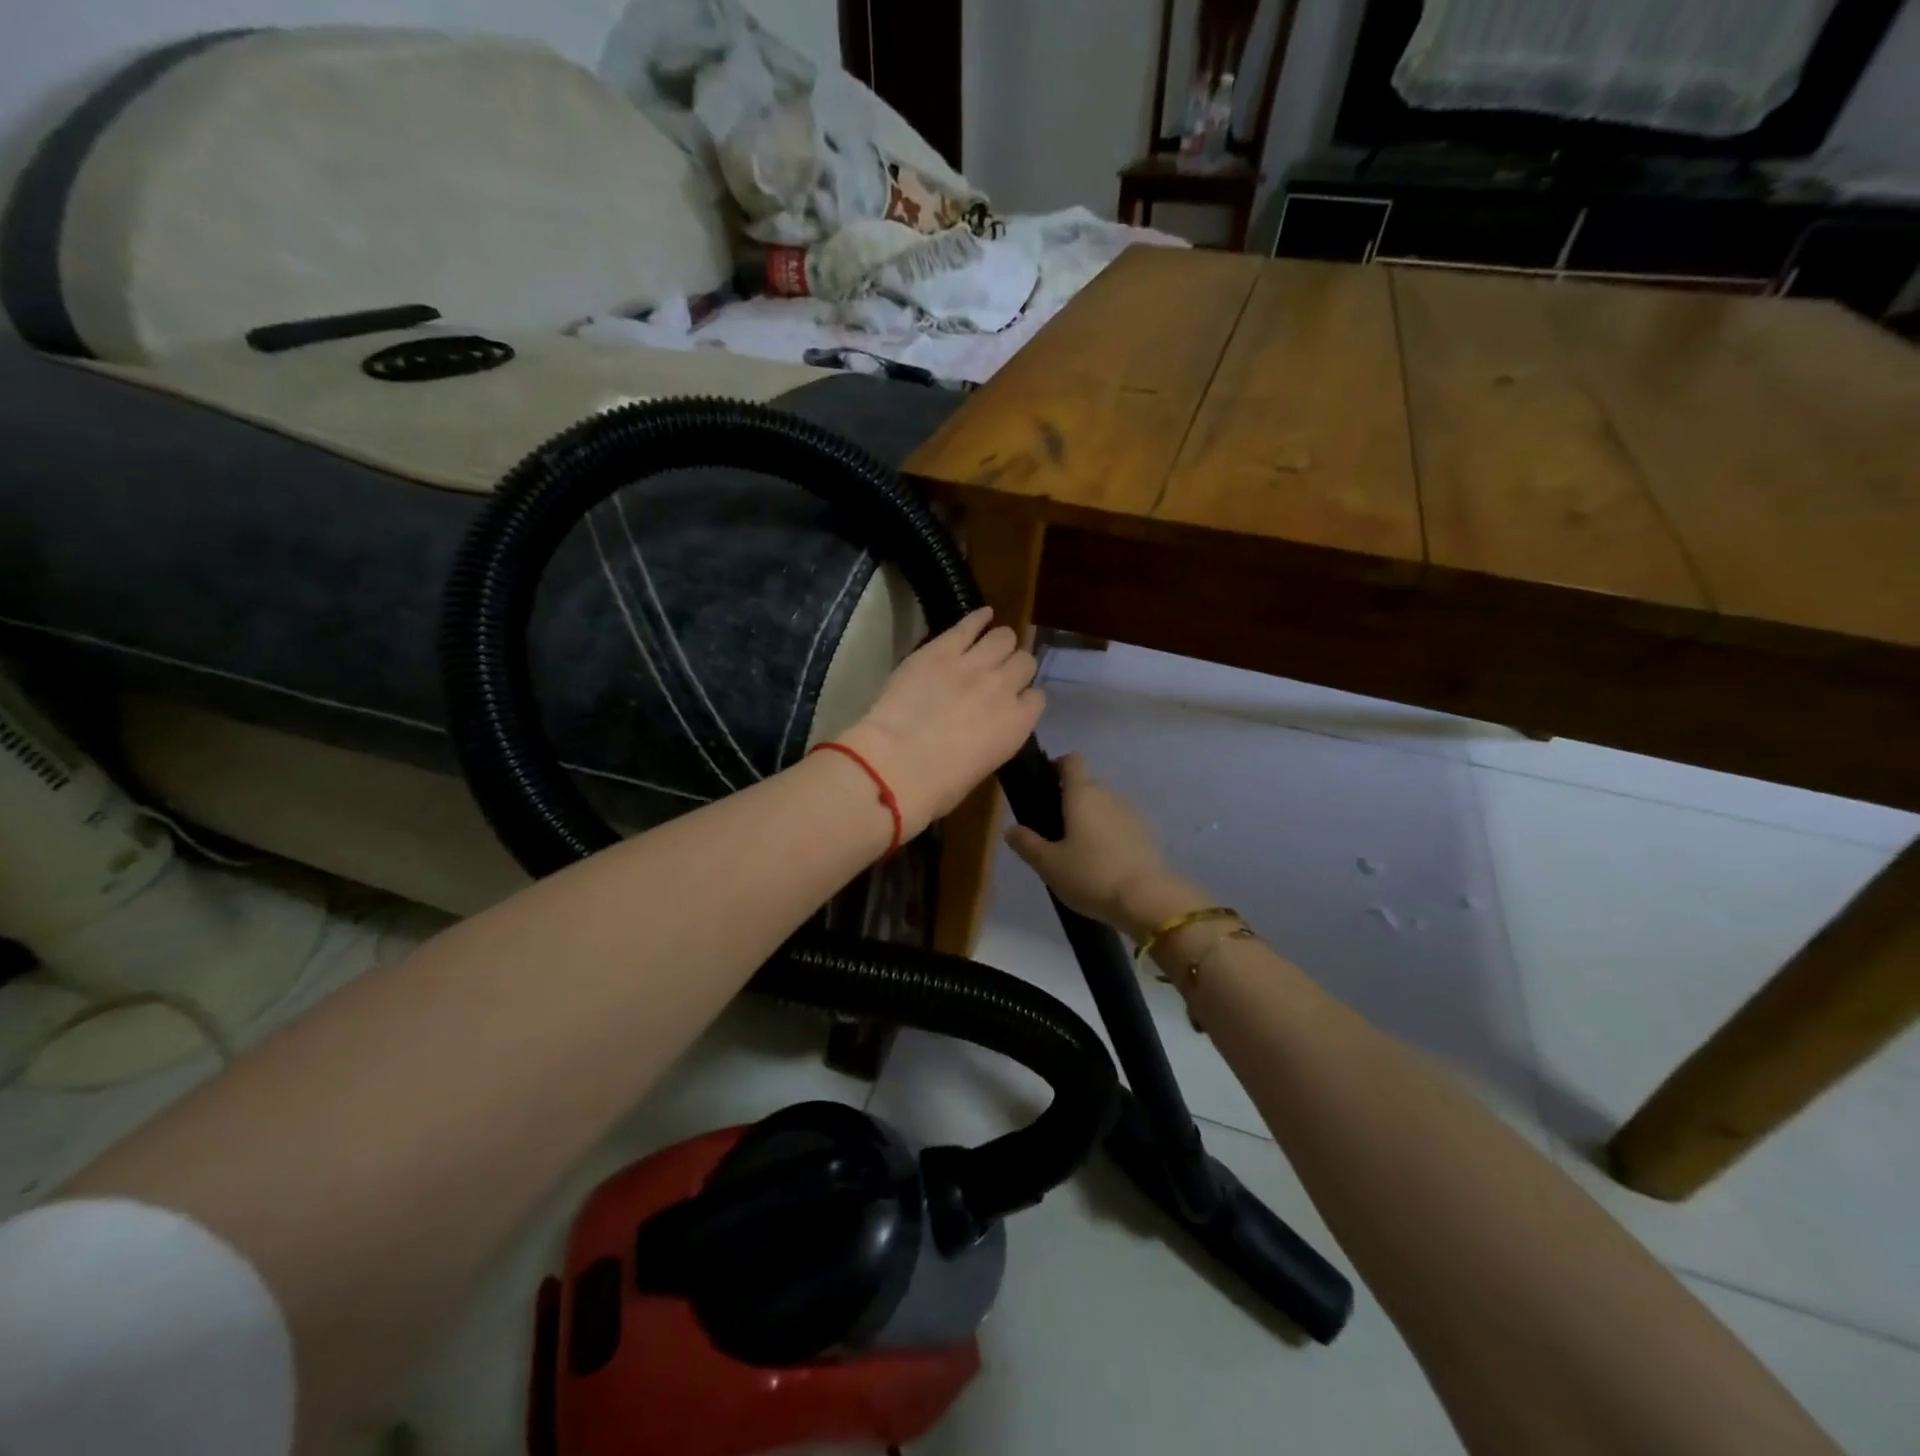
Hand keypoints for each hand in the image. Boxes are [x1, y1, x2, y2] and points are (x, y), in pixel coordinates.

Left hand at [836, 607, 1043, 838]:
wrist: (897, 764)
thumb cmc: (938, 786)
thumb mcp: (979, 768)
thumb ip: (991, 741)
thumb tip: (982, 733)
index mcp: (1018, 725)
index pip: (1036, 699)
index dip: (1023, 699)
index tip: (1012, 703)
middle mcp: (1004, 687)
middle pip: (1025, 662)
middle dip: (1015, 667)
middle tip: (998, 674)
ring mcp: (974, 664)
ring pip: (1004, 637)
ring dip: (1000, 642)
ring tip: (990, 646)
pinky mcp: (942, 648)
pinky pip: (969, 624)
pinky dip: (979, 618)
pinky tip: (982, 616)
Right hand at [1004, 754, 1207, 939]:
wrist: (1146, 899)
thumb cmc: (1090, 875)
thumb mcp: (1049, 864)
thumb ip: (1027, 843)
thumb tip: (1010, 828)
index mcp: (1082, 793)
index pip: (1071, 761)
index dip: (1056, 766)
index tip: (1044, 785)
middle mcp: (1108, 795)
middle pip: (1086, 784)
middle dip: (1069, 799)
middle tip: (1053, 828)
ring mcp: (1131, 813)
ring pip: (1104, 805)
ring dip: (1091, 818)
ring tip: (1078, 849)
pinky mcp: (1146, 833)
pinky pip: (1120, 824)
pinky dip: (1109, 834)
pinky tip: (1102, 861)